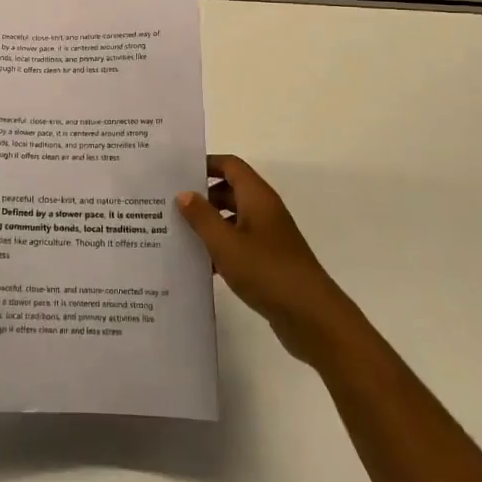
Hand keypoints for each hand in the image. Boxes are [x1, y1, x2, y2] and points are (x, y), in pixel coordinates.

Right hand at [178, 155, 355, 366]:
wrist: (312, 316)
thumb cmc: (267, 271)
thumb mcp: (226, 243)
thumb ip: (202, 217)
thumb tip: (184, 193)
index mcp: (257, 197)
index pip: (230, 165)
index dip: (205, 164)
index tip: (177, 173)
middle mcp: (265, 210)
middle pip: (230, 191)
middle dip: (202, 195)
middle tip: (169, 205)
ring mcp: (269, 237)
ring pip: (233, 218)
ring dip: (209, 223)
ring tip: (177, 233)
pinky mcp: (270, 261)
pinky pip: (239, 243)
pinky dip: (221, 247)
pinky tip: (200, 264)